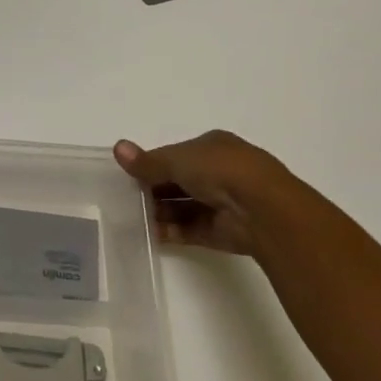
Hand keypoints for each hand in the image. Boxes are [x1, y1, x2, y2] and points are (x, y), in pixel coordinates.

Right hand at [113, 131, 287, 256]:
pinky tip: (146, 234)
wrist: (262, 209)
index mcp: (213, 147)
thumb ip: (147, 161)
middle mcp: (220, 172)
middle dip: (153, 190)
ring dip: (159, 211)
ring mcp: (222, 202)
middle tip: (124, 198)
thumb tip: (117, 148)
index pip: (176, 155)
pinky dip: (169, 231)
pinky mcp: (221, 231)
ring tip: (130, 217)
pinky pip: (189, 229)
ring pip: (182, 206)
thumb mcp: (177, 159)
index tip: (129, 174)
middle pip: (178, 182)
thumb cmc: (220, 170)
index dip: (153, 164)